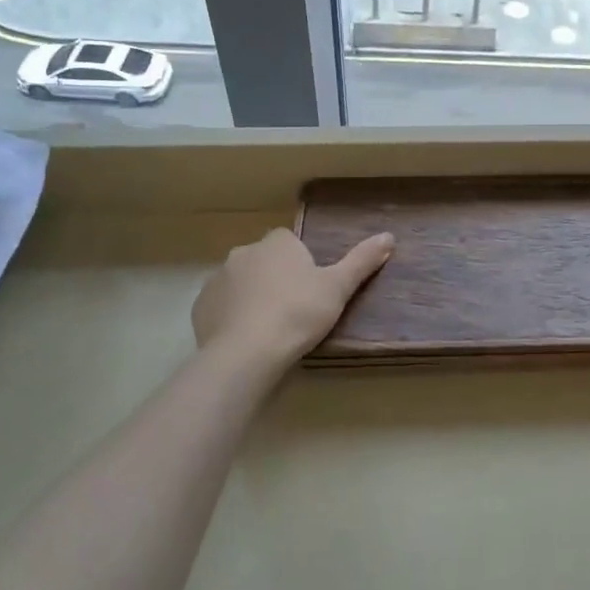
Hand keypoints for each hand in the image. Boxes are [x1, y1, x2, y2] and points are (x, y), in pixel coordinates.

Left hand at [192, 227, 393, 366]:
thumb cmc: (298, 313)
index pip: (290, 241)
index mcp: (277, 243)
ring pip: (240, 282)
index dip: (301, 262)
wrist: (247, 353)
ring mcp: (218, 279)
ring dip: (252, 296)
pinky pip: (221, 306)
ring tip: (270, 328)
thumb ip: (362, 261)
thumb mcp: (338, 287)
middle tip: (294, 309)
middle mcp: (243, 253)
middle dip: (275, 277)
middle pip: (264, 260)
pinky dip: (232, 316)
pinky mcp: (200, 307)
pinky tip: (247, 338)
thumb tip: (389, 236)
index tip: (311, 287)